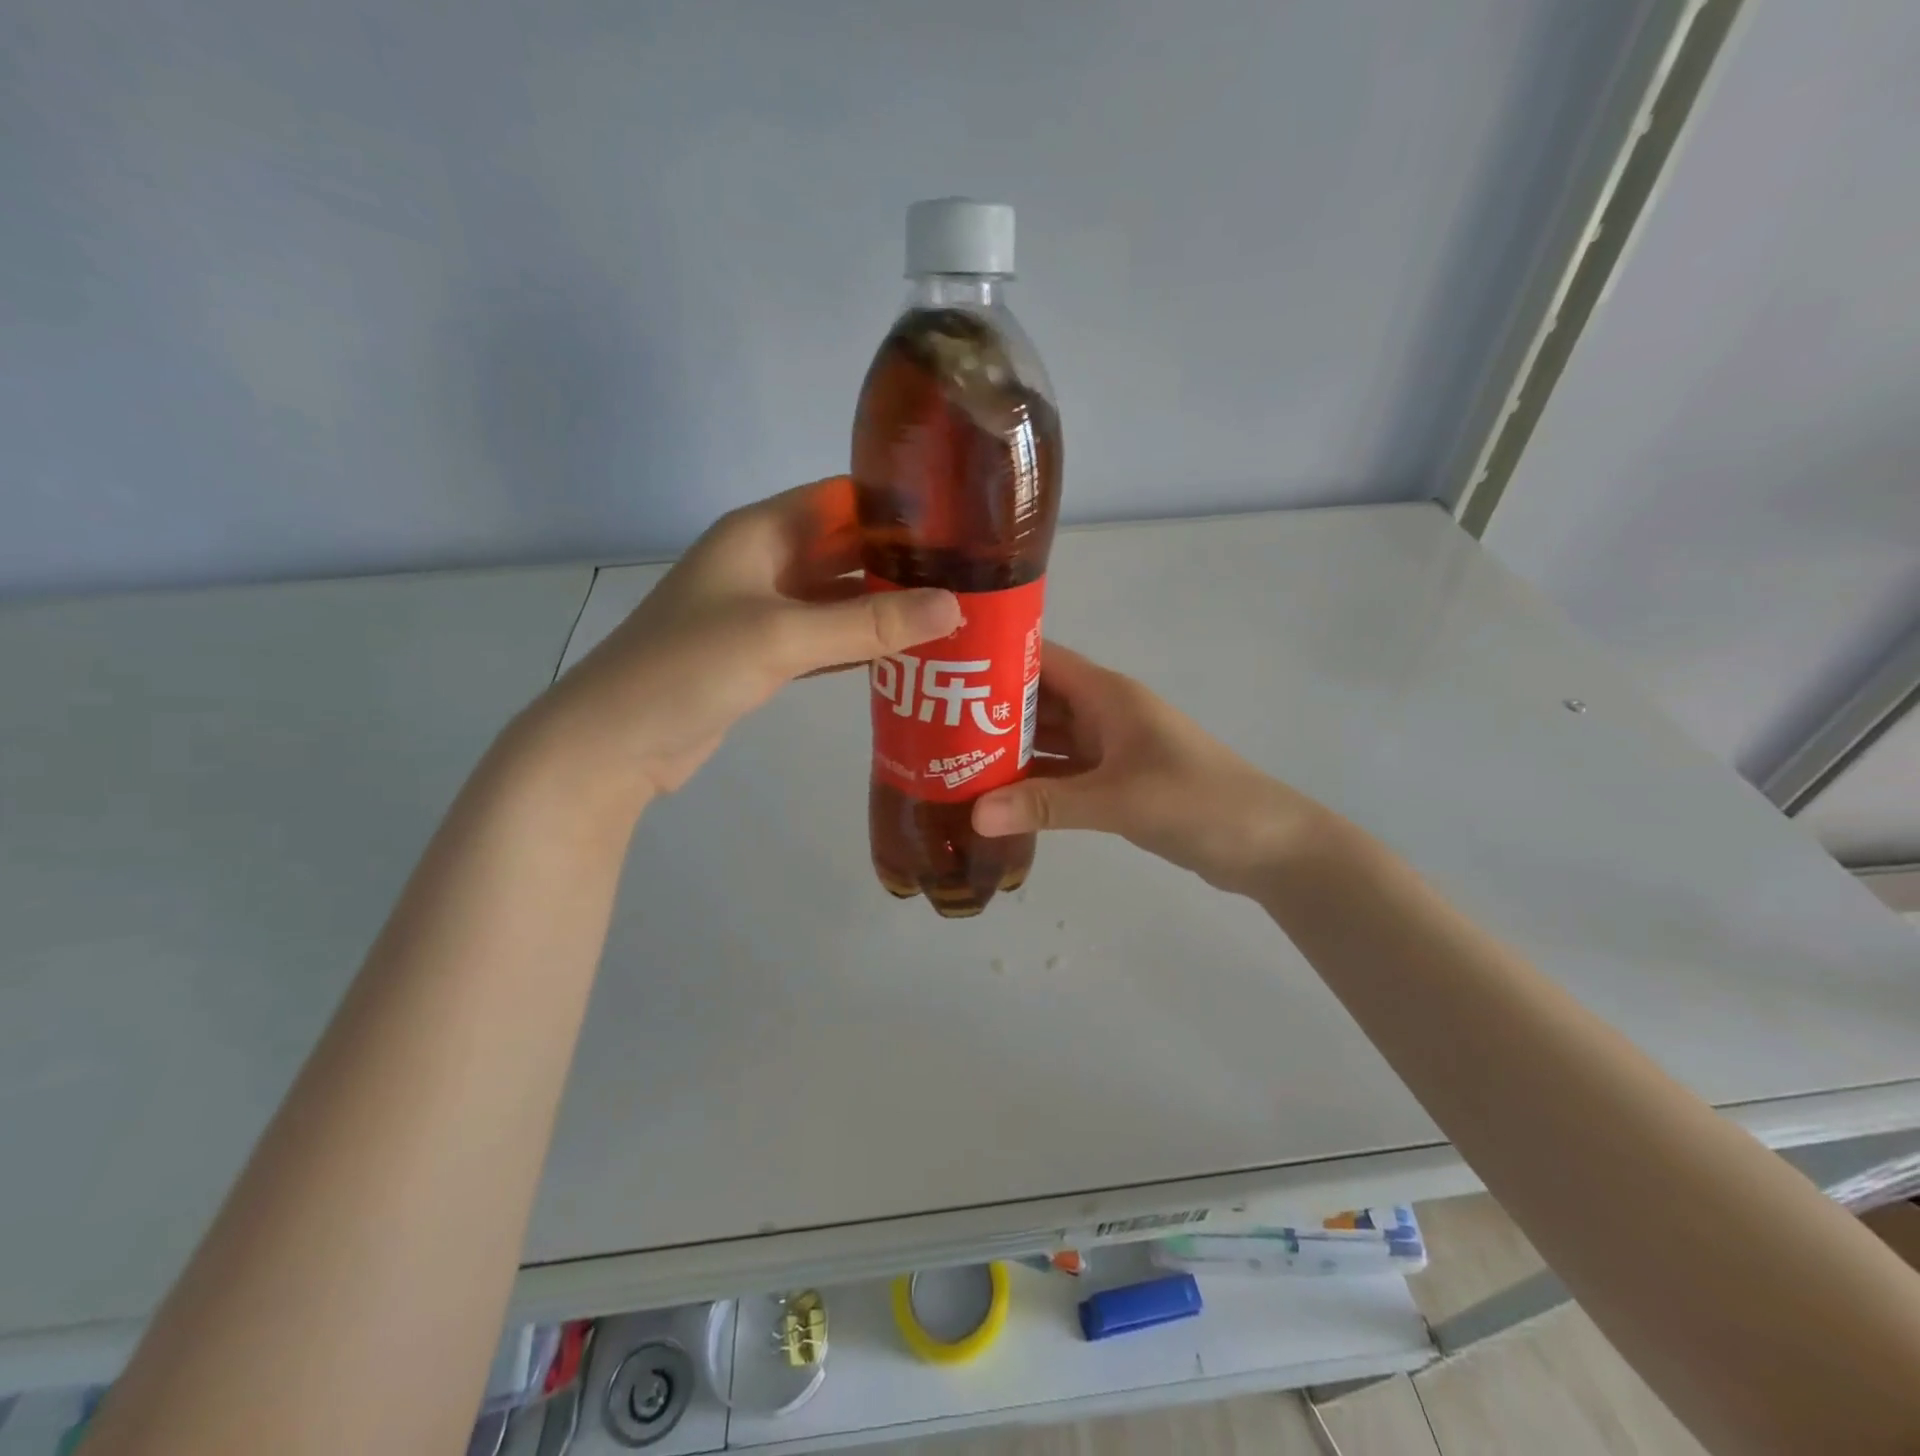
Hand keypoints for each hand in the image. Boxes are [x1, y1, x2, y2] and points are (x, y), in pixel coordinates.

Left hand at [530, 478, 959, 803]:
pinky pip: (826, 638)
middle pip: (846, 549)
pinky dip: (861, 644)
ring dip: (886, 607)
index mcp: (761, 532)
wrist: (617, 742)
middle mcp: (765, 563)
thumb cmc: (690, 667)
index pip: (841, 498)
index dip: (897, 504)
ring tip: (953, 614)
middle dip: (902, 560)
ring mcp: (764, 612)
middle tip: (971, 576)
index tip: (961, 521)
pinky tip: (906, 656)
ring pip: (839, 598)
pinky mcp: (764, 656)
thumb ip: (868, 622)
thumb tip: (954, 607)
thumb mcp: (782, 636)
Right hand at [970, 644, 1328, 896]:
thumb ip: (1047, 805)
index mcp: (1107, 694)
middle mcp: (1103, 712)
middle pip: (1035, 700)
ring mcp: (1108, 748)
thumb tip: (973, 813)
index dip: (994, 658)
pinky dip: (1030, 782)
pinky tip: (993, 796)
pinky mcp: (1113, 781)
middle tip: (928, 725)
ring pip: (1045, 739)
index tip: (942, 669)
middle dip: (987, 710)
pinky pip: (1059, 773)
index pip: (1040, 659)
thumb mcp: (1120, 800)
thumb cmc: (1199, 802)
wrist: (1266, 844)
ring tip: (947, 760)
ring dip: (1005, 749)